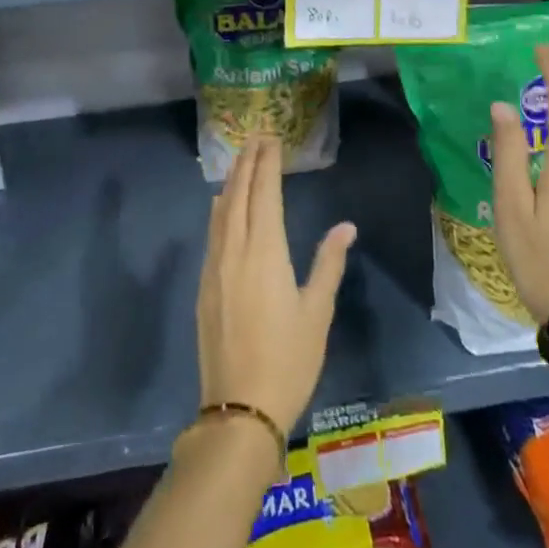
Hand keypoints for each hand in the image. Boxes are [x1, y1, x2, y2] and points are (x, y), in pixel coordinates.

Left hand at [196, 135, 355, 433]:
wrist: (238, 410)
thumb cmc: (288, 360)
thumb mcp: (317, 311)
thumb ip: (329, 263)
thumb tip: (345, 225)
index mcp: (265, 251)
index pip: (264, 193)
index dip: (267, 163)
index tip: (272, 138)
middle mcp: (234, 250)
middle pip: (238, 194)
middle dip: (247, 162)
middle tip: (256, 137)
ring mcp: (214, 268)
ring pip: (220, 212)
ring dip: (232, 181)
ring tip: (240, 161)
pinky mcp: (203, 286)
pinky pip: (212, 233)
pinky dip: (220, 209)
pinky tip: (222, 206)